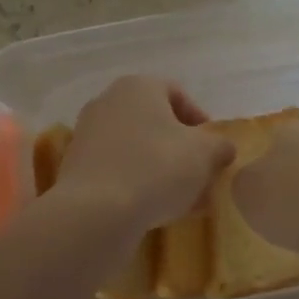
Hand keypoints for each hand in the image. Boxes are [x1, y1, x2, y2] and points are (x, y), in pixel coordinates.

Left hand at [55, 76, 236, 230]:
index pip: (177, 93)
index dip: (200, 120)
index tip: (213, 148)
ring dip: (160, 169)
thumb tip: (222, 149)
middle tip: (199, 174)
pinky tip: (154, 209)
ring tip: (181, 198)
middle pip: (155, 123)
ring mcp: (87, 135)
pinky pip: (117, 170)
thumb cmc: (157, 168)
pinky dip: (137, 184)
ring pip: (136, 149)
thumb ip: (220, 146)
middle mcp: (107, 102)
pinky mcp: (76, 168)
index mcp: (138, 87)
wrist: (96, 211)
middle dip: (180, 149)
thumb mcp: (205, 154)